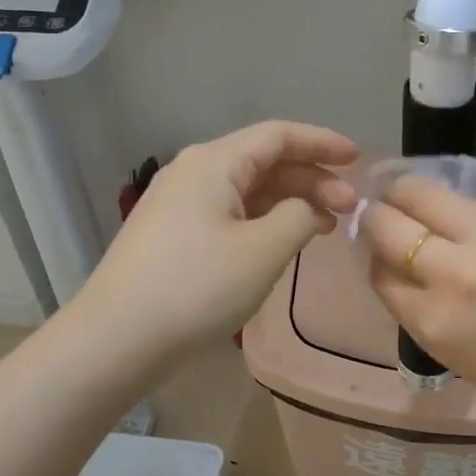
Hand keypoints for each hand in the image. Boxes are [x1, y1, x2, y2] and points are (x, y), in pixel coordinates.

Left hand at [74, 121, 357, 365]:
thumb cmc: (196, 287)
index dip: (322, 143)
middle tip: (350, 208)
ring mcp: (179, 204)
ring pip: (248, 189)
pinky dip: (265, 220)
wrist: (117, 339)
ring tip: (326, 226)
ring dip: (290, 202)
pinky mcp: (174, 235)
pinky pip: (230, 213)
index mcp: (214, 163)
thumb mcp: (264, 250)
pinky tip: (283, 242)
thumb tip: (305, 208)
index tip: (359, 159)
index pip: (278, 136)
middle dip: (312, 179)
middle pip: (264, 161)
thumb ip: (299, 216)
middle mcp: (194, 172)